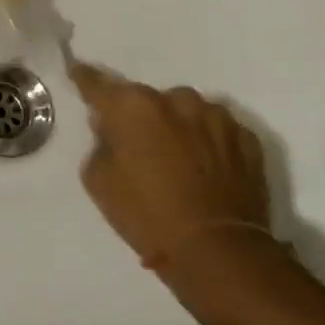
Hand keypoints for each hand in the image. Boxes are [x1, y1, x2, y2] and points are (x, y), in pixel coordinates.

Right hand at [70, 61, 277, 287]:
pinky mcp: (247, 138)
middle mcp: (175, 99)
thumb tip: (110, 129)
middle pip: (147, 100)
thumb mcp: (99, 181)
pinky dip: (208, 143)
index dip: (85, 78)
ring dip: (177, 127)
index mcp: (133, 105)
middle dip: (140, 117)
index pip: (98, 83)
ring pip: (185, 112)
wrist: (218, 252)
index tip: (77, 71)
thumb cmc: (147, 215)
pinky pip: (217, 131)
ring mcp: (216, 116)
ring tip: (179, 162)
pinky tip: (206, 171)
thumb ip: (100, 144)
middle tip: (139, 147)